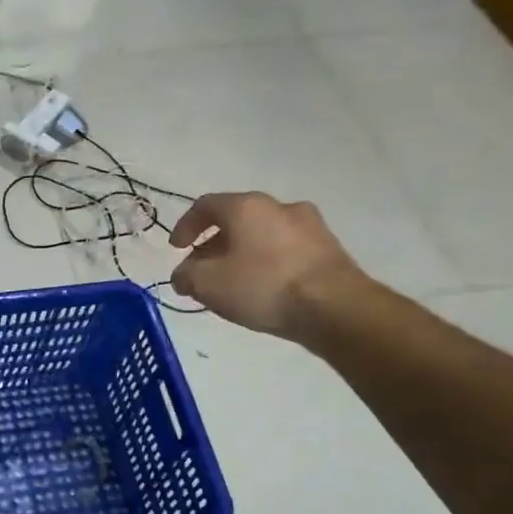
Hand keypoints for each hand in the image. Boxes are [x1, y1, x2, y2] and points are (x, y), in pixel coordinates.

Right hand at [168, 192, 365, 338]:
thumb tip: (184, 275)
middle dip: (213, 244)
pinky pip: (285, 249)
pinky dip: (267, 262)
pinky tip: (262, 288)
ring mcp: (310, 226)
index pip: (205, 205)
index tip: (177, 249)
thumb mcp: (207, 284)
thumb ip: (186, 276)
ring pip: (262, 234)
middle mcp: (280, 207)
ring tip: (232, 282)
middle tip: (202, 270)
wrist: (335, 307)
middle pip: (236, 219)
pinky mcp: (329, 249)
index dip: (185, 226)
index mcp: (247, 207)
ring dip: (241, 253)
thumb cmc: (263, 286)